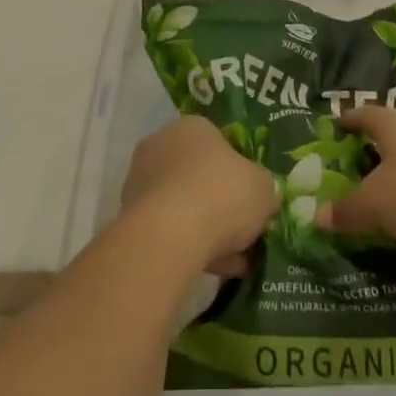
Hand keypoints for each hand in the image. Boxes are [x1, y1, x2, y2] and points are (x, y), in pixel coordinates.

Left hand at [122, 117, 278, 276]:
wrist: (169, 236)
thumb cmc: (222, 194)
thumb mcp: (264, 188)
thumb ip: (264, 188)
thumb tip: (262, 197)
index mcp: (192, 127)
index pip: (219, 141)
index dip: (240, 170)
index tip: (253, 196)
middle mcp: (160, 145)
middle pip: (199, 174)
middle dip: (222, 202)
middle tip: (246, 228)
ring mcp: (141, 181)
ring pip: (185, 205)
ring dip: (209, 228)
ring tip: (236, 259)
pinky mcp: (130, 217)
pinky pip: (170, 230)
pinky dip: (192, 246)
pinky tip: (217, 269)